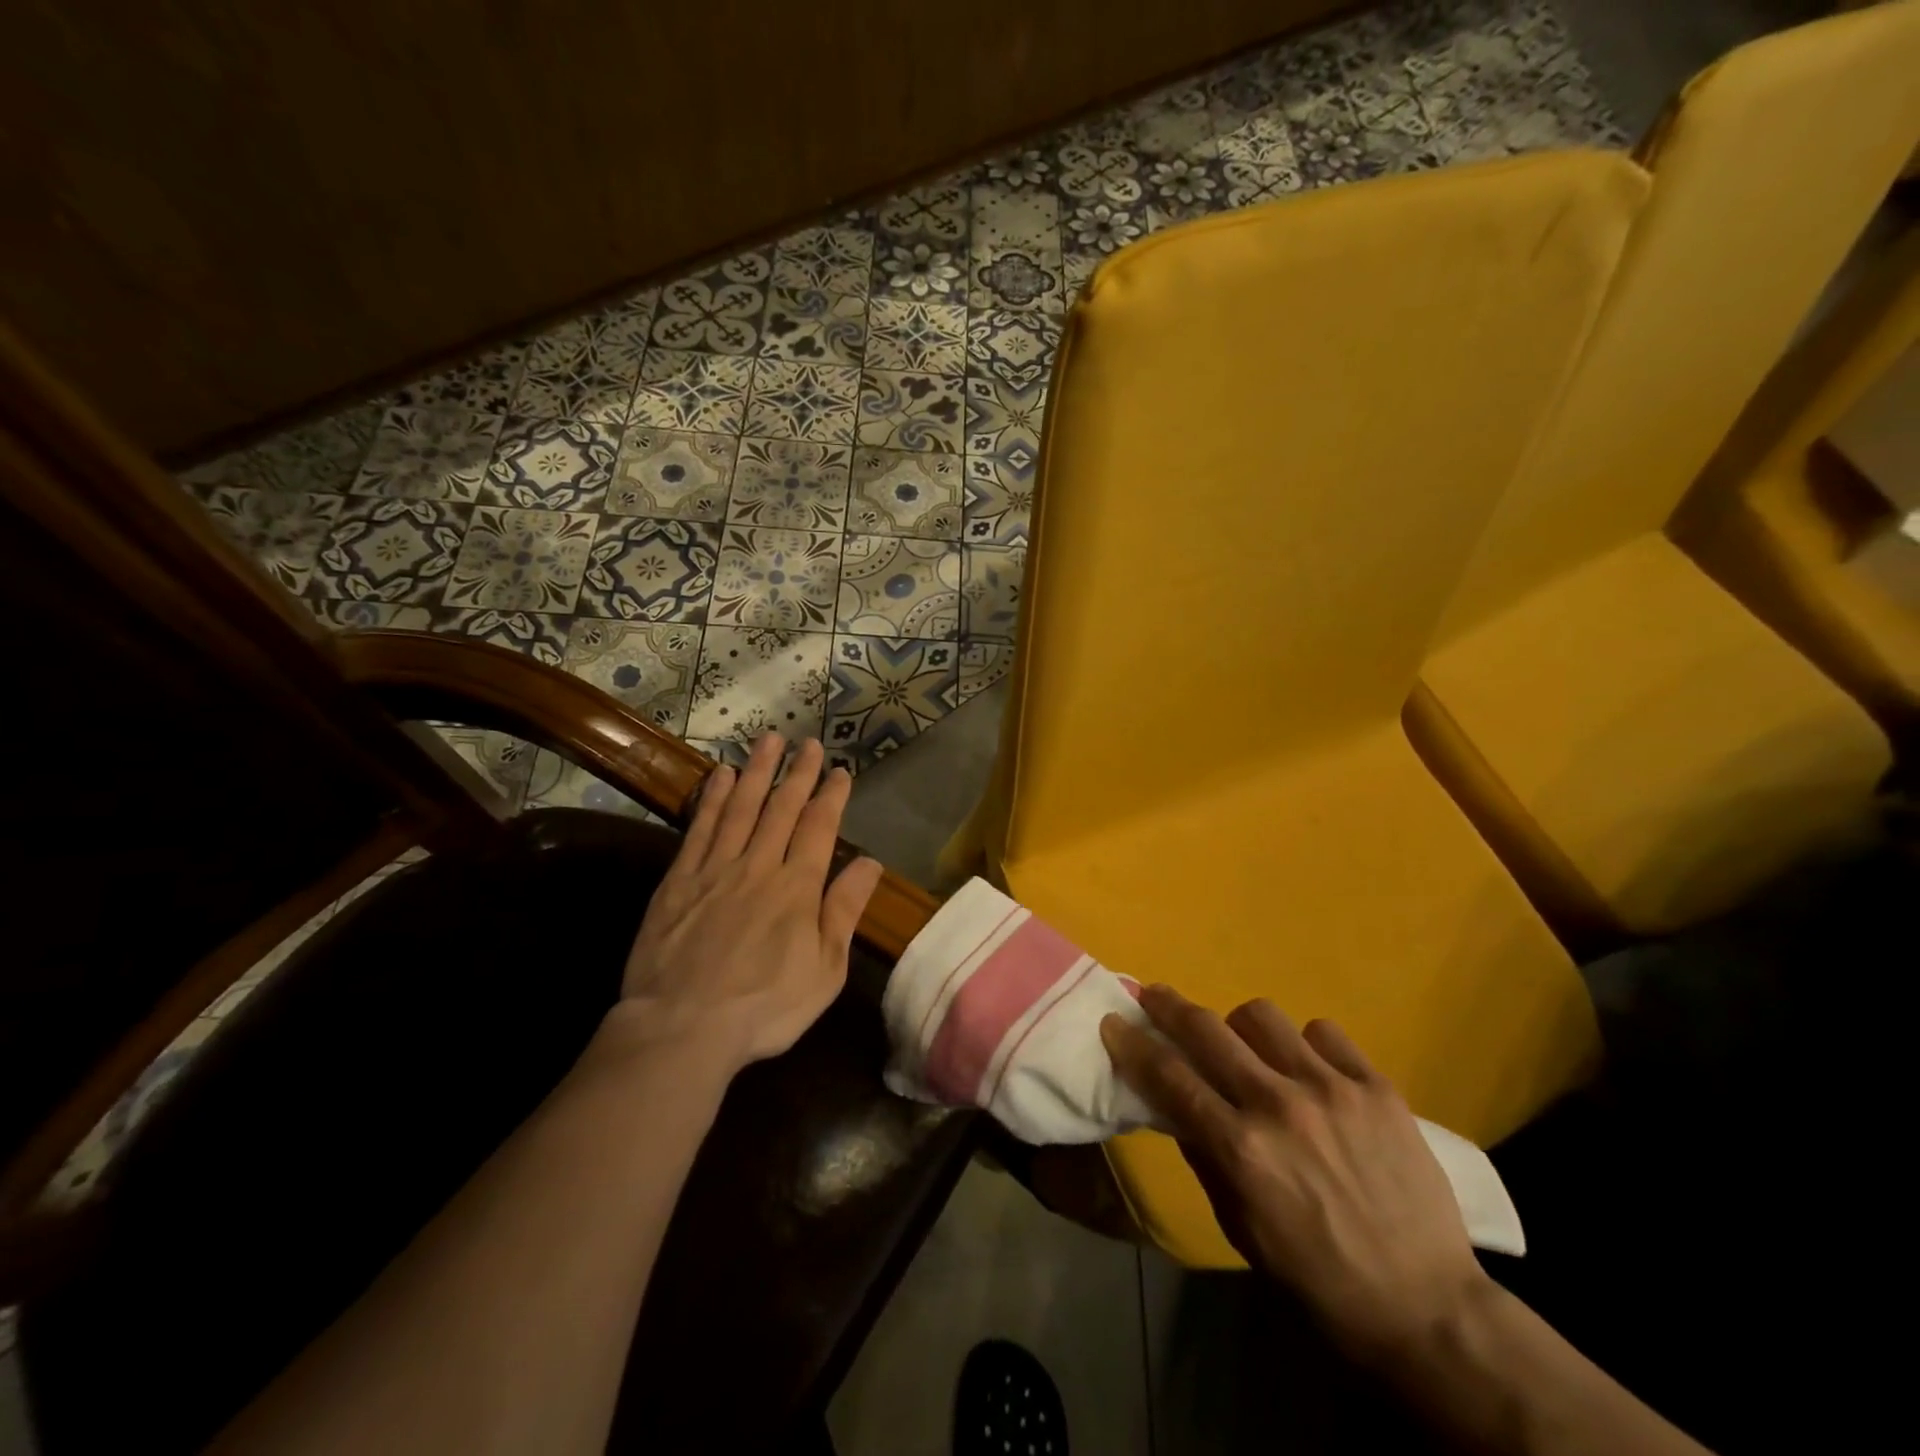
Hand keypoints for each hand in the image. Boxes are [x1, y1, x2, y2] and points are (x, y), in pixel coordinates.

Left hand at [610, 734, 882, 1074]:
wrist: (682, 1027)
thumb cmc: (765, 1007)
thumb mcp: (825, 970)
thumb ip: (845, 911)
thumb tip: (871, 862)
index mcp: (798, 887)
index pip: (820, 827)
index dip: (831, 795)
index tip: (839, 770)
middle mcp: (759, 866)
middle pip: (782, 808)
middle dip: (798, 772)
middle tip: (808, 742)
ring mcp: (716, 869)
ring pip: (741, 807)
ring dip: (758, 772)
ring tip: (768, 741)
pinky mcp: (678, 880)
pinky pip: (699, 828)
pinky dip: (712, 798)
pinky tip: (721, 776)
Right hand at [1101, 986, 1490, 1365]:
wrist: (1425, 1306)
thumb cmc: (1316, 1277)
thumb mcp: (1240, 1226)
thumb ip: (1204, 1155)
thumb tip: (1176, 1103)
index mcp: (1240, 1149)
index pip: (1168, 1076)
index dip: (1133, 1043)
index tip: (1116, 1022)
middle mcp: (1278, 1105)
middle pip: (1206, 1028)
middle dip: (1169, 1005)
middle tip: (1156, 996)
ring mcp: (1331, 1089)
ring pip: (1261, 1015)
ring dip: (1242, 1029)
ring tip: (1251, 1050)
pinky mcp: (1376, 1086)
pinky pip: (1323, 1032)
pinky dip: (1306, 1045)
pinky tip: (1311, 1071)